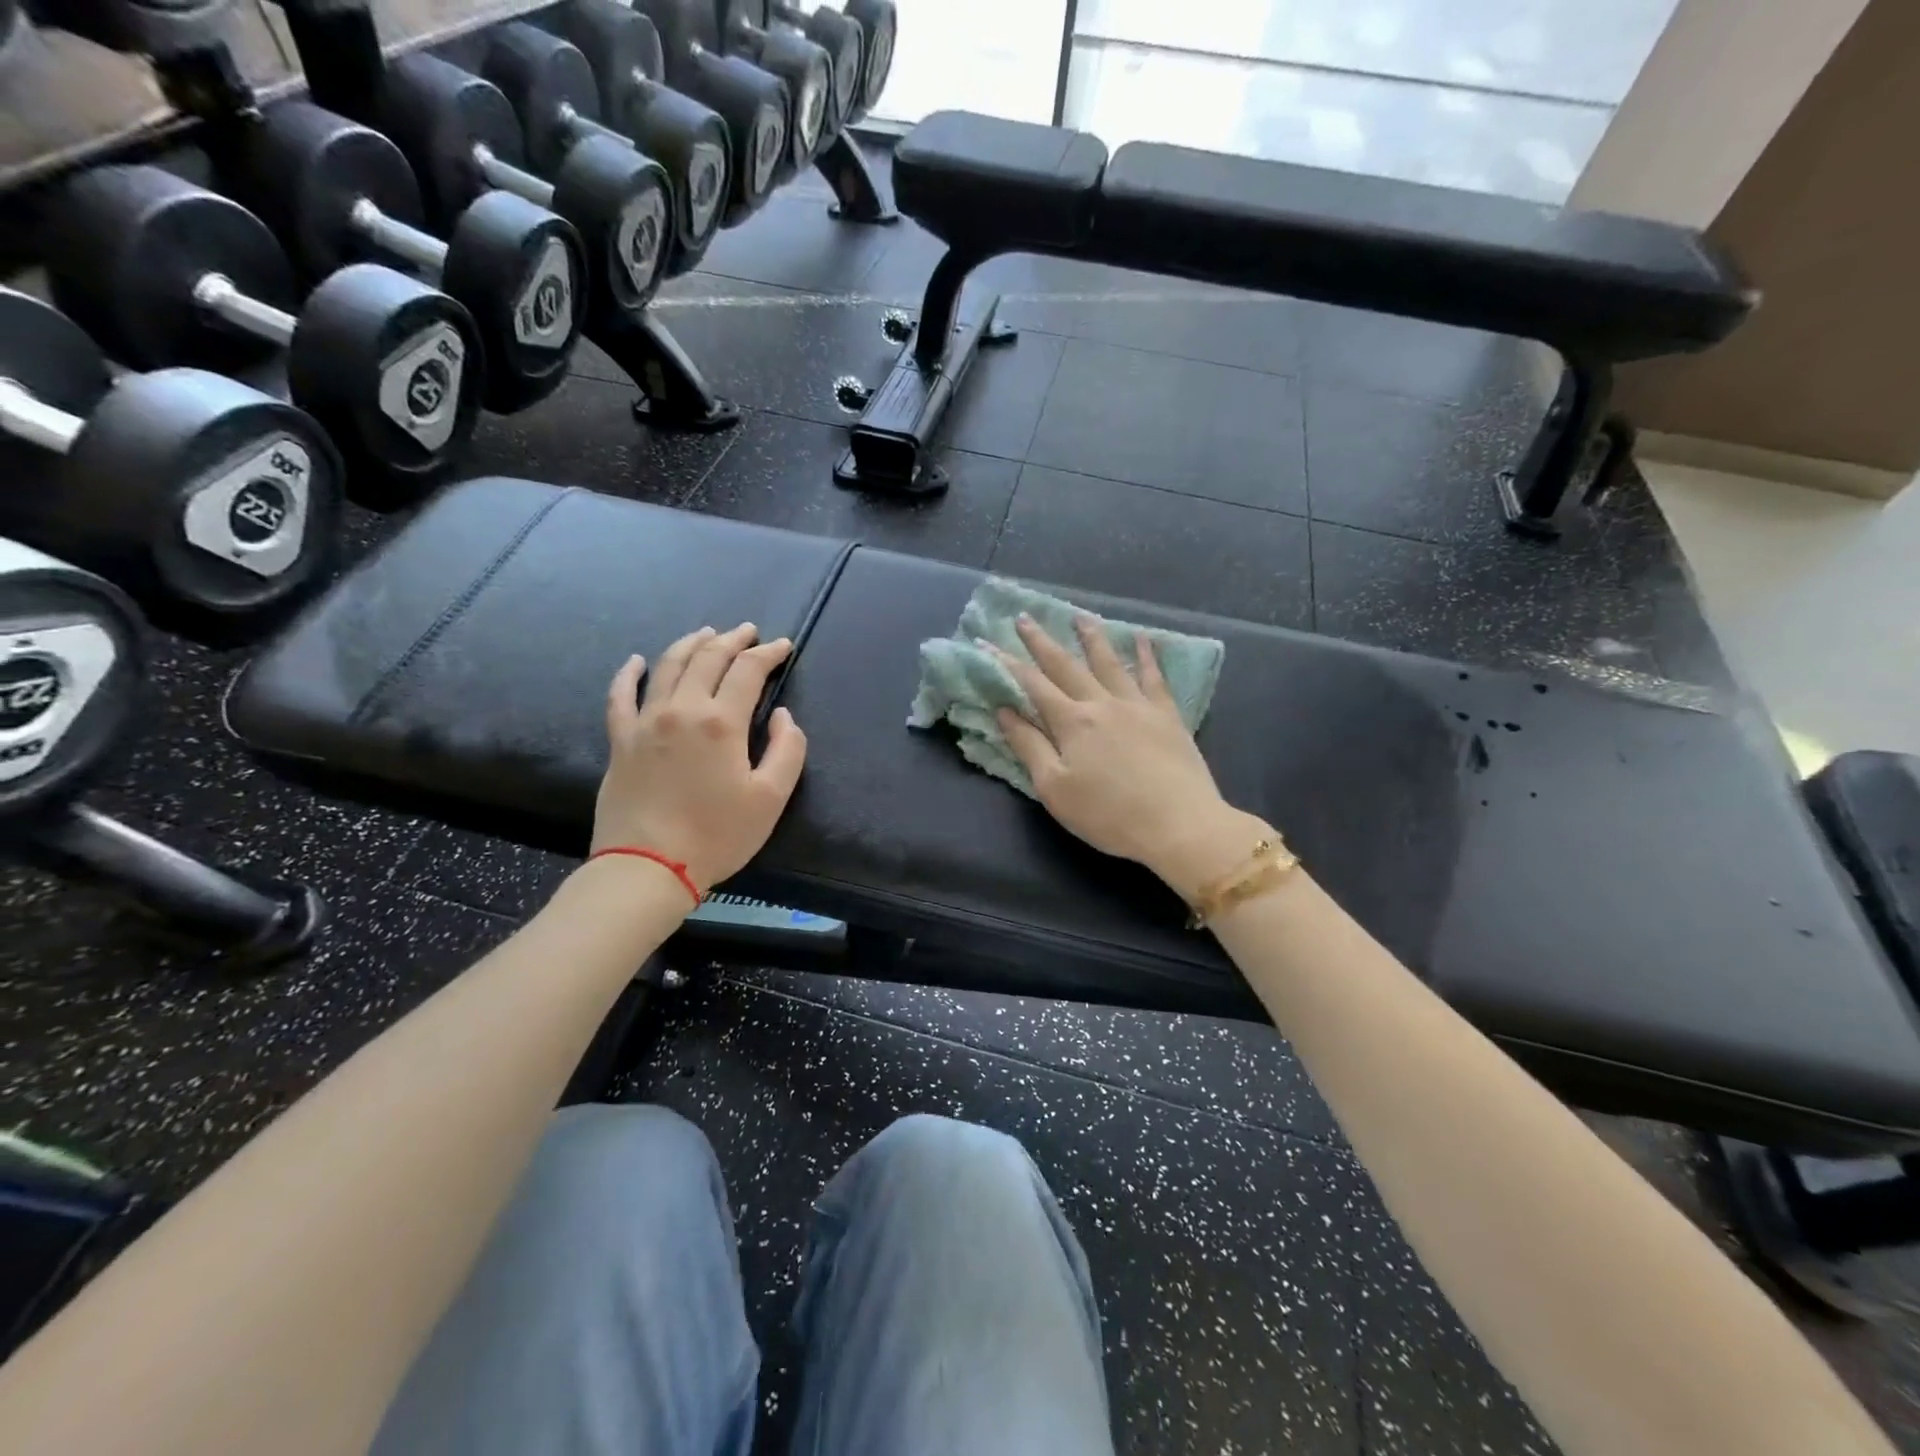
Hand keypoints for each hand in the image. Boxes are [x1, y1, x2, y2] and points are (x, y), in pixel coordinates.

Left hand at [592, 623, 807, 893]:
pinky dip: (630, 673)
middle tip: (748, 631)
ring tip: (706, 633)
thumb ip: (787, 749)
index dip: (769, 654)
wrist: (648, 866)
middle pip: (708, 659)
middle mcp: (682, 709)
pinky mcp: (621, 740)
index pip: (748, 671)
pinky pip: (621, 695)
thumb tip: (783, 716)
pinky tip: (637, 661)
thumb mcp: (771, 798)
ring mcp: (645, 721)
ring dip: (690, 644)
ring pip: (668, 666)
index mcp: (722, 722)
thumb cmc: (717, 835)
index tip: (783, 646)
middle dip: (732, 640)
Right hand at [994, 614, 1269, 902]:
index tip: (988, 643)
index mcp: (1072, 722)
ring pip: (1109, 662)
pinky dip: (1147, 655)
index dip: (1008, 664)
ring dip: (1091, 637)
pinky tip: (1143, 639)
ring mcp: (1137, 705)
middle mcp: (1102, 703)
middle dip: (1041, 642)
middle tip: (1024, 617)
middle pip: (1066, 665)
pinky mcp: (1167, 715)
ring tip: (1080, 616)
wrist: (1179, 824)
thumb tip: (1004, 711)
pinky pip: (1154, 677)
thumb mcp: (1055, 788)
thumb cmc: (1109, 815)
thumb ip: (1029, 747)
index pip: (1032, 685)